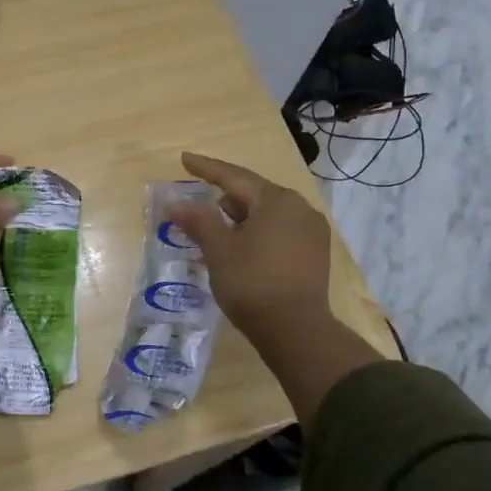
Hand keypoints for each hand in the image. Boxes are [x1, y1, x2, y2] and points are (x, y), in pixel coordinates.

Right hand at [165, 152, 331, 342]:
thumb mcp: (218, 250)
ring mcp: (312, 230)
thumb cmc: (252, 283)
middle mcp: (299, 207)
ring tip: (218, 231)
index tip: (185, 158)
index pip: (234, 177)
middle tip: (199, 203)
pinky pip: (281, 229)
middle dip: (224, 197)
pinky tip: (243, 246)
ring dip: (242, 217)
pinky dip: (258, 231)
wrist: (296, 331)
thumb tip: (176, 204)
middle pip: (254, 193)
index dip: (206, 168)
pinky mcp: (315, 252)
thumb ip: (198, 221)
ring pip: (268, 213)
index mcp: (276, 200)